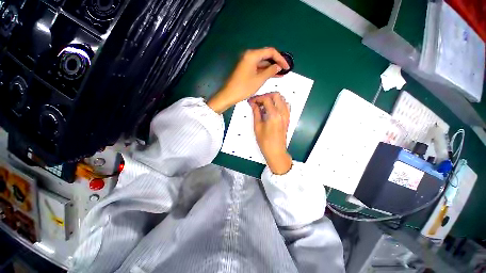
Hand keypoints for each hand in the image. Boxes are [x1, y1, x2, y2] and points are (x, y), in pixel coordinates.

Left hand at [207, 47, 289, 113]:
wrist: (229, 95)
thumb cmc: (244, 87)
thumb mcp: (259, 80)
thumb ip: (270, 71)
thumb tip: (278, 67)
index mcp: (252, 55)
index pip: (270, 52)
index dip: (280, 58)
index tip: (287, 66)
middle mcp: (249, 56)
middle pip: (266, 56)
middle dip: (276, 63)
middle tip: (285, 70)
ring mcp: (246, 62)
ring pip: (262, 63)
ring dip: (271, 68)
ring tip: (281, 74)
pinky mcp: (245, 69)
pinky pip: (257, 68)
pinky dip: (264, 71)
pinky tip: (272, 75)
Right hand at [249, 92, 291, 174]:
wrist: (276, 152)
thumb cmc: (265, 142)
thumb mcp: (257, 126)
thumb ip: (256, 113)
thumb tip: (253, 104)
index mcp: (274, 114)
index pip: (266, 99)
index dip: (257, 98)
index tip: (251, 101)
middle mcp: (283, 112)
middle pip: (276, 95)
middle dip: (266, 96)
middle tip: (257, 102)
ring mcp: (287, 115)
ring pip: (281, 99)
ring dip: (272, 99)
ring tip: (263, 105)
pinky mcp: (287, 118)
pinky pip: (284, 105)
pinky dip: (277, 103)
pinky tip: (270, 110)